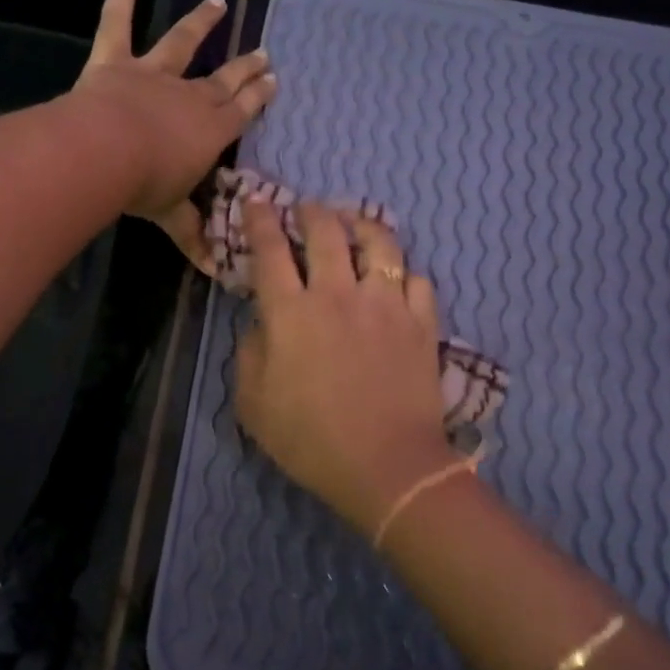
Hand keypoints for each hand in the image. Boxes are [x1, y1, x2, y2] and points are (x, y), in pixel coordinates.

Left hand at [71, 0, 276, 269]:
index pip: (242, 111)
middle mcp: (189, 95)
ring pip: (182, 42)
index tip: (273, 80)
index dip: (258, 96)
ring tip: (218, 2)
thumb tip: (215, 273)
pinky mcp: (115, 60)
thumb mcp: (173, 215)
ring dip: (201, 22)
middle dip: (245, 68)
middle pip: (223, 79)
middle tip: (264, 53)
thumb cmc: (145, 186)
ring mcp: (153, 73)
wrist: (105, 153)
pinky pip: (117, 21)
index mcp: (210, 131)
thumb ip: (193, 235)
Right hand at [234, 199, 455, 533]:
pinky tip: (396, 277)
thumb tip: (260, 324)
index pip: (271, 250)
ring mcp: (385, 304)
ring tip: (353, 223)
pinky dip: (403, 272)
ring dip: (361, 224)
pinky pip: (416, 279)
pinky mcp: (421, 322)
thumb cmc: (311, 440)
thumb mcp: (254, 405)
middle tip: (306, 208)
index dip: (260, 220)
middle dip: (311, 211)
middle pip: (325, 232)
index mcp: (291, 313)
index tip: (256, 203)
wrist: (387, 466)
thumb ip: (249, 354)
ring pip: (378, 242)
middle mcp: (338, 295)